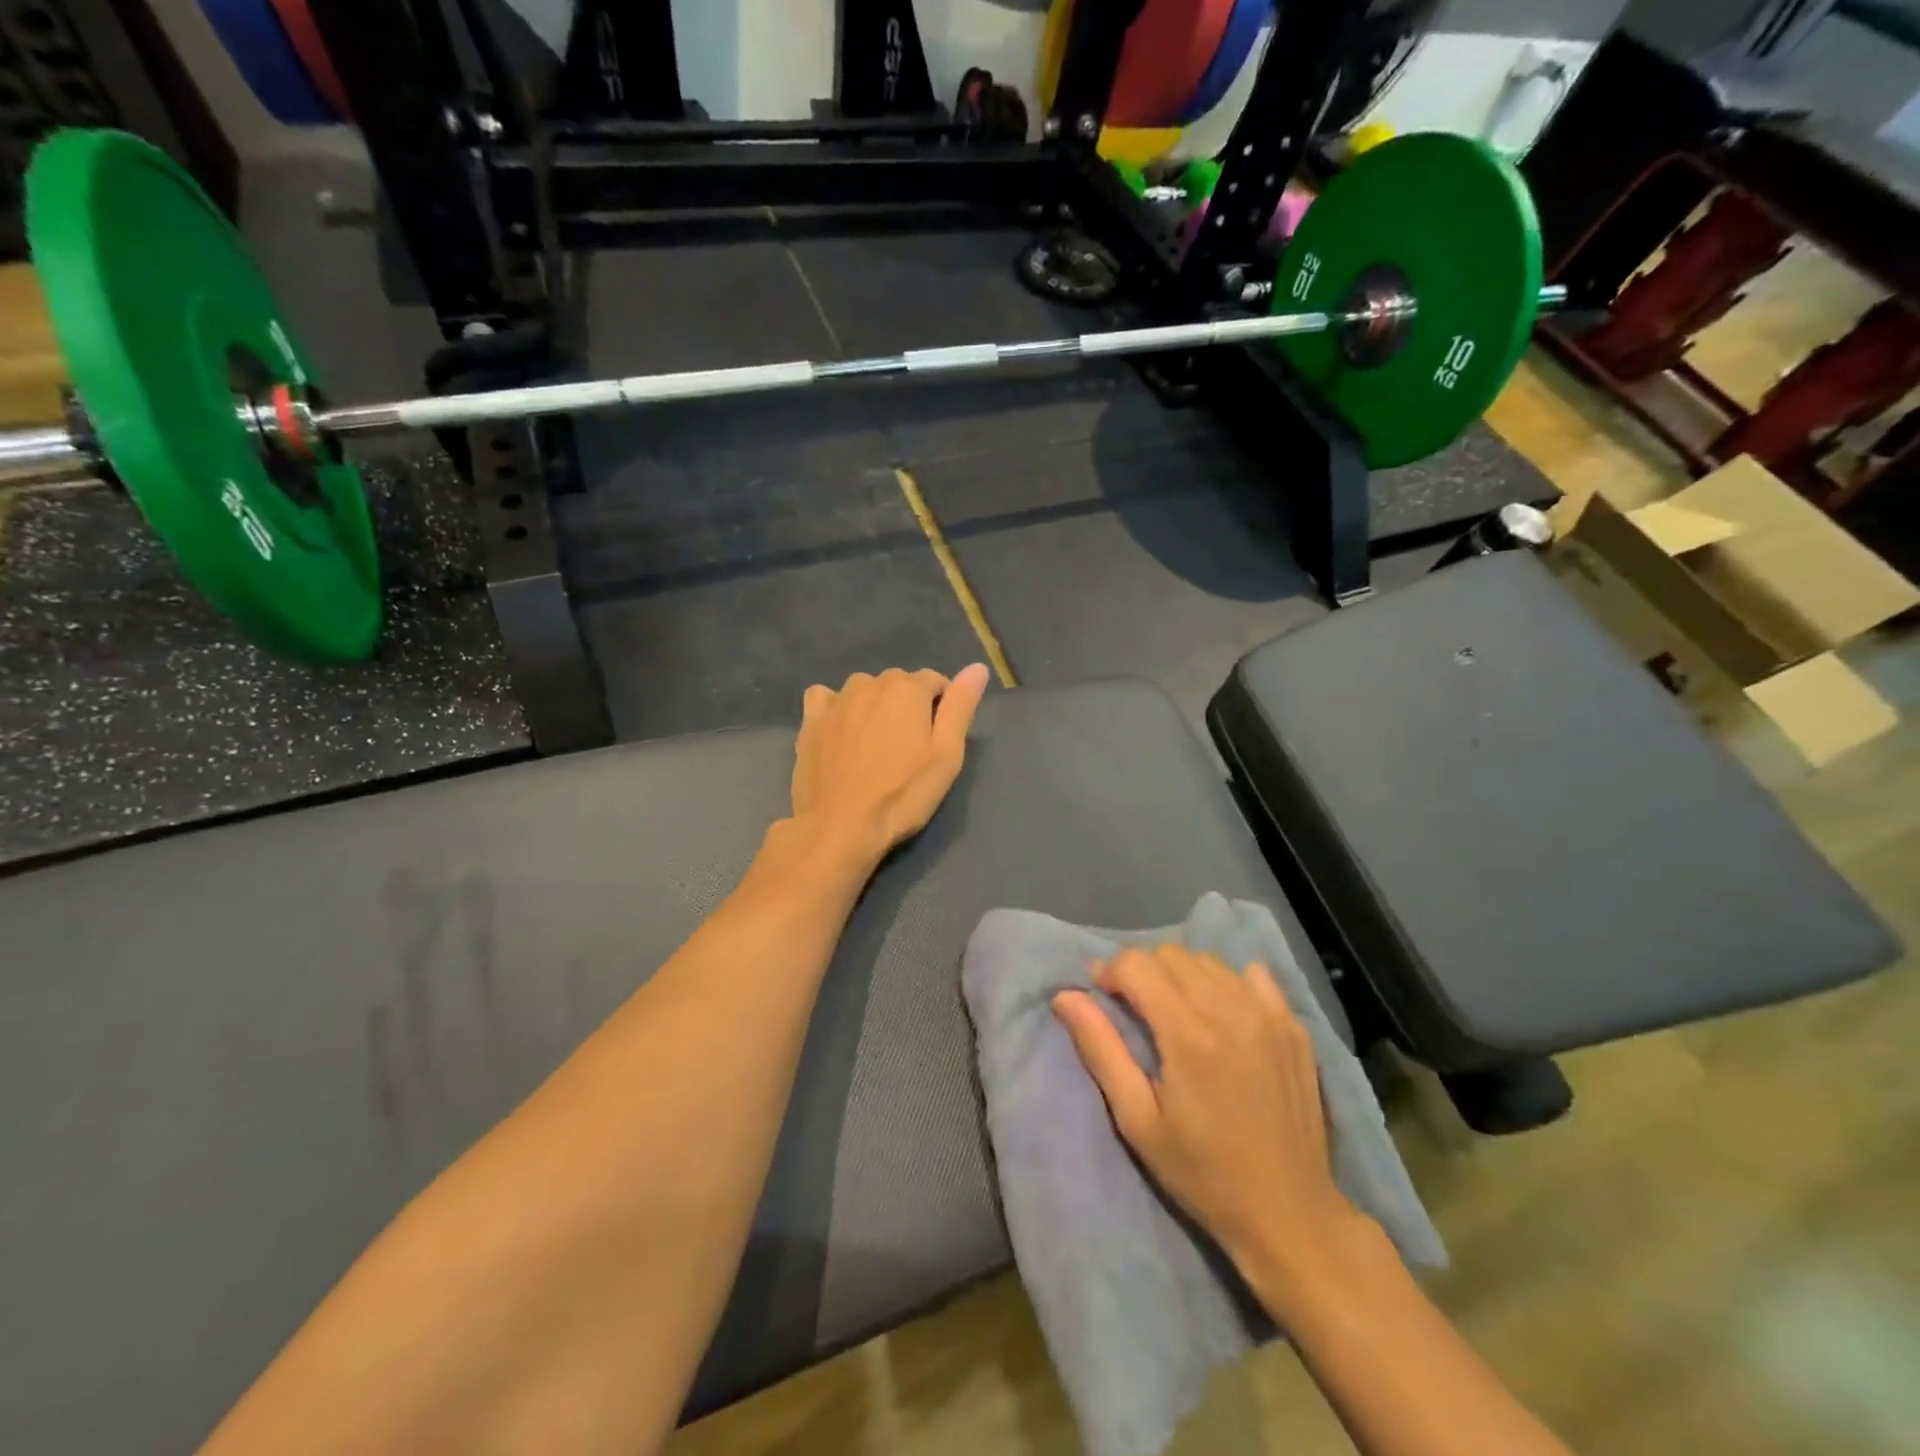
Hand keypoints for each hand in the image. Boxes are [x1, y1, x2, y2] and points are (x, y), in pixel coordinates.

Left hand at [790, 664, 990, 860]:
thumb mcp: (947, 755)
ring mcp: (836, 700)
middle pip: (899, 684)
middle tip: (909, 749)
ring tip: (875, 746)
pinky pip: (826, 698)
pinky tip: (840, 732)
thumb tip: (977, 667)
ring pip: (864, 690)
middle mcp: (870, 683)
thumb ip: (961, 706)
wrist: (840, 826)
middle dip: (908, 706)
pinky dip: (837, 708)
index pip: (935, 681)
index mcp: (907, 689)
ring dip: (874, 707)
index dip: (942, 708)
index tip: (938, 740)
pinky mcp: (810, 720)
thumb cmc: (902, 794)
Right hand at [1052, 945, 1365, 1289]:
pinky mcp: (1293, 1026)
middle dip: (1143, 972)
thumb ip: (1101, 1048)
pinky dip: (1228, 981)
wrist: (1290, 1215)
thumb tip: (1065, 996)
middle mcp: (1230, 1009)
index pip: (1137, 965)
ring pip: (1209, 961)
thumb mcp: (1138, 1120)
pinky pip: (1253, 975)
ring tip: (1177, 1013)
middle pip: (1171, 955)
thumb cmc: (1203, 1173)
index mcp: (1188, 1033)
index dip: (1110, 973)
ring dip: (1182, 975)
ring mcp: (1268, 1014)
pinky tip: (1222, 1013)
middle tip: (1137, 1011)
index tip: (1104, 998)